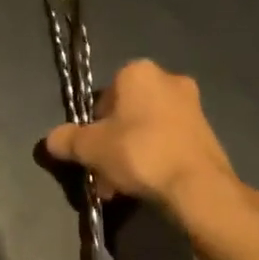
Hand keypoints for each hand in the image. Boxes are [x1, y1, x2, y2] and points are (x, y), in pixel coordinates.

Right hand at [45, 60, 258, 222]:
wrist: (197, 185)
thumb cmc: (139, 153)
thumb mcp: (90, 148)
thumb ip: (67, 140)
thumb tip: (52, 139)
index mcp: (138, 72)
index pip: (103, 97)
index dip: (92, 126)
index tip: (91, 152)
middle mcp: (168, 79)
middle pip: (126, 115)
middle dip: (112, 144)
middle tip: (104, 174)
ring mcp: (192, 105)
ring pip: (147, 130)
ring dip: (131, 155)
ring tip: (122, 188)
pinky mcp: (207, 131)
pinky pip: (168, 142)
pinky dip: (155, 159)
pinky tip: (147, 186)